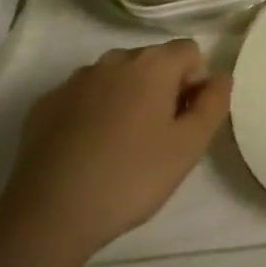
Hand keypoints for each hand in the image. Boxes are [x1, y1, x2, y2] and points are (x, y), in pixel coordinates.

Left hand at [0, 41, 230, 259]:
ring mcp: (76, 79)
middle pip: (152, 62)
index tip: (184, 121)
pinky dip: (90, 113)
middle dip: (160, 89)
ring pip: (115, 78)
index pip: (189, 51)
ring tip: (118, 146)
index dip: (194, 83)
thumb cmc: (130, 177)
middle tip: (156, 137)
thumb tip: (220, 77)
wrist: (48, 215)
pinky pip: (82, 97)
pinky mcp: (45, 103)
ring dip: (125, 98)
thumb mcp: (190, 146)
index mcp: (153, 64)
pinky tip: (85, 150)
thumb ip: (214, 102)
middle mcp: (115, 59)